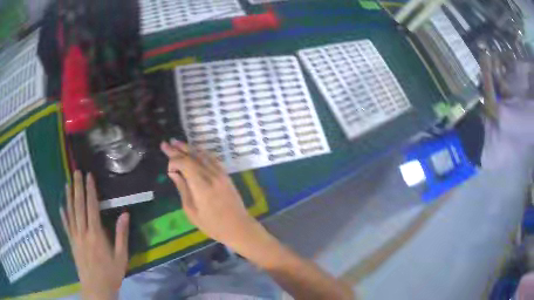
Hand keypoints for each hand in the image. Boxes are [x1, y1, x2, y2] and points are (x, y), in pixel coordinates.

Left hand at [60, 171, 129, 299]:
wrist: (96, 288)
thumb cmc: (111, 273)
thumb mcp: (121, 257)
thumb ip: (122, 235)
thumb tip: (125, 214)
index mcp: (96, 235)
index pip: (92, 207)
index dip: (90, 190)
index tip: (89, 176)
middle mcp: (83, 232)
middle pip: (79, 206)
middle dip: (78, 187)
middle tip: (76, 172)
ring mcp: (75, 237)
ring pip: (71, 213)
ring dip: (69, 197)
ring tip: (68, 183)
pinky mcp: (72, 243)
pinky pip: (66, 226)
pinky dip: (63, 214)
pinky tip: (61, 205)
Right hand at [160, 140, 264, 250]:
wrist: (238, 227)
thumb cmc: (212, 225)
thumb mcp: (192, 211)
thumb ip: (182, 189)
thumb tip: (173, 173)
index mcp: (201, 186)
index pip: (185, 163)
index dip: (174, 161)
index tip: (168, 168)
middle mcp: (211, 175)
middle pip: (192, 156)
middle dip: (178, 149)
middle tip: (166, 143)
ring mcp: (220, 174)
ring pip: (202, 155)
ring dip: (189, 148)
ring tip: (177, 143)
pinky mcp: (226, 175)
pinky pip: (212, 159)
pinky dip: (202, 153)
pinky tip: (195, 151)